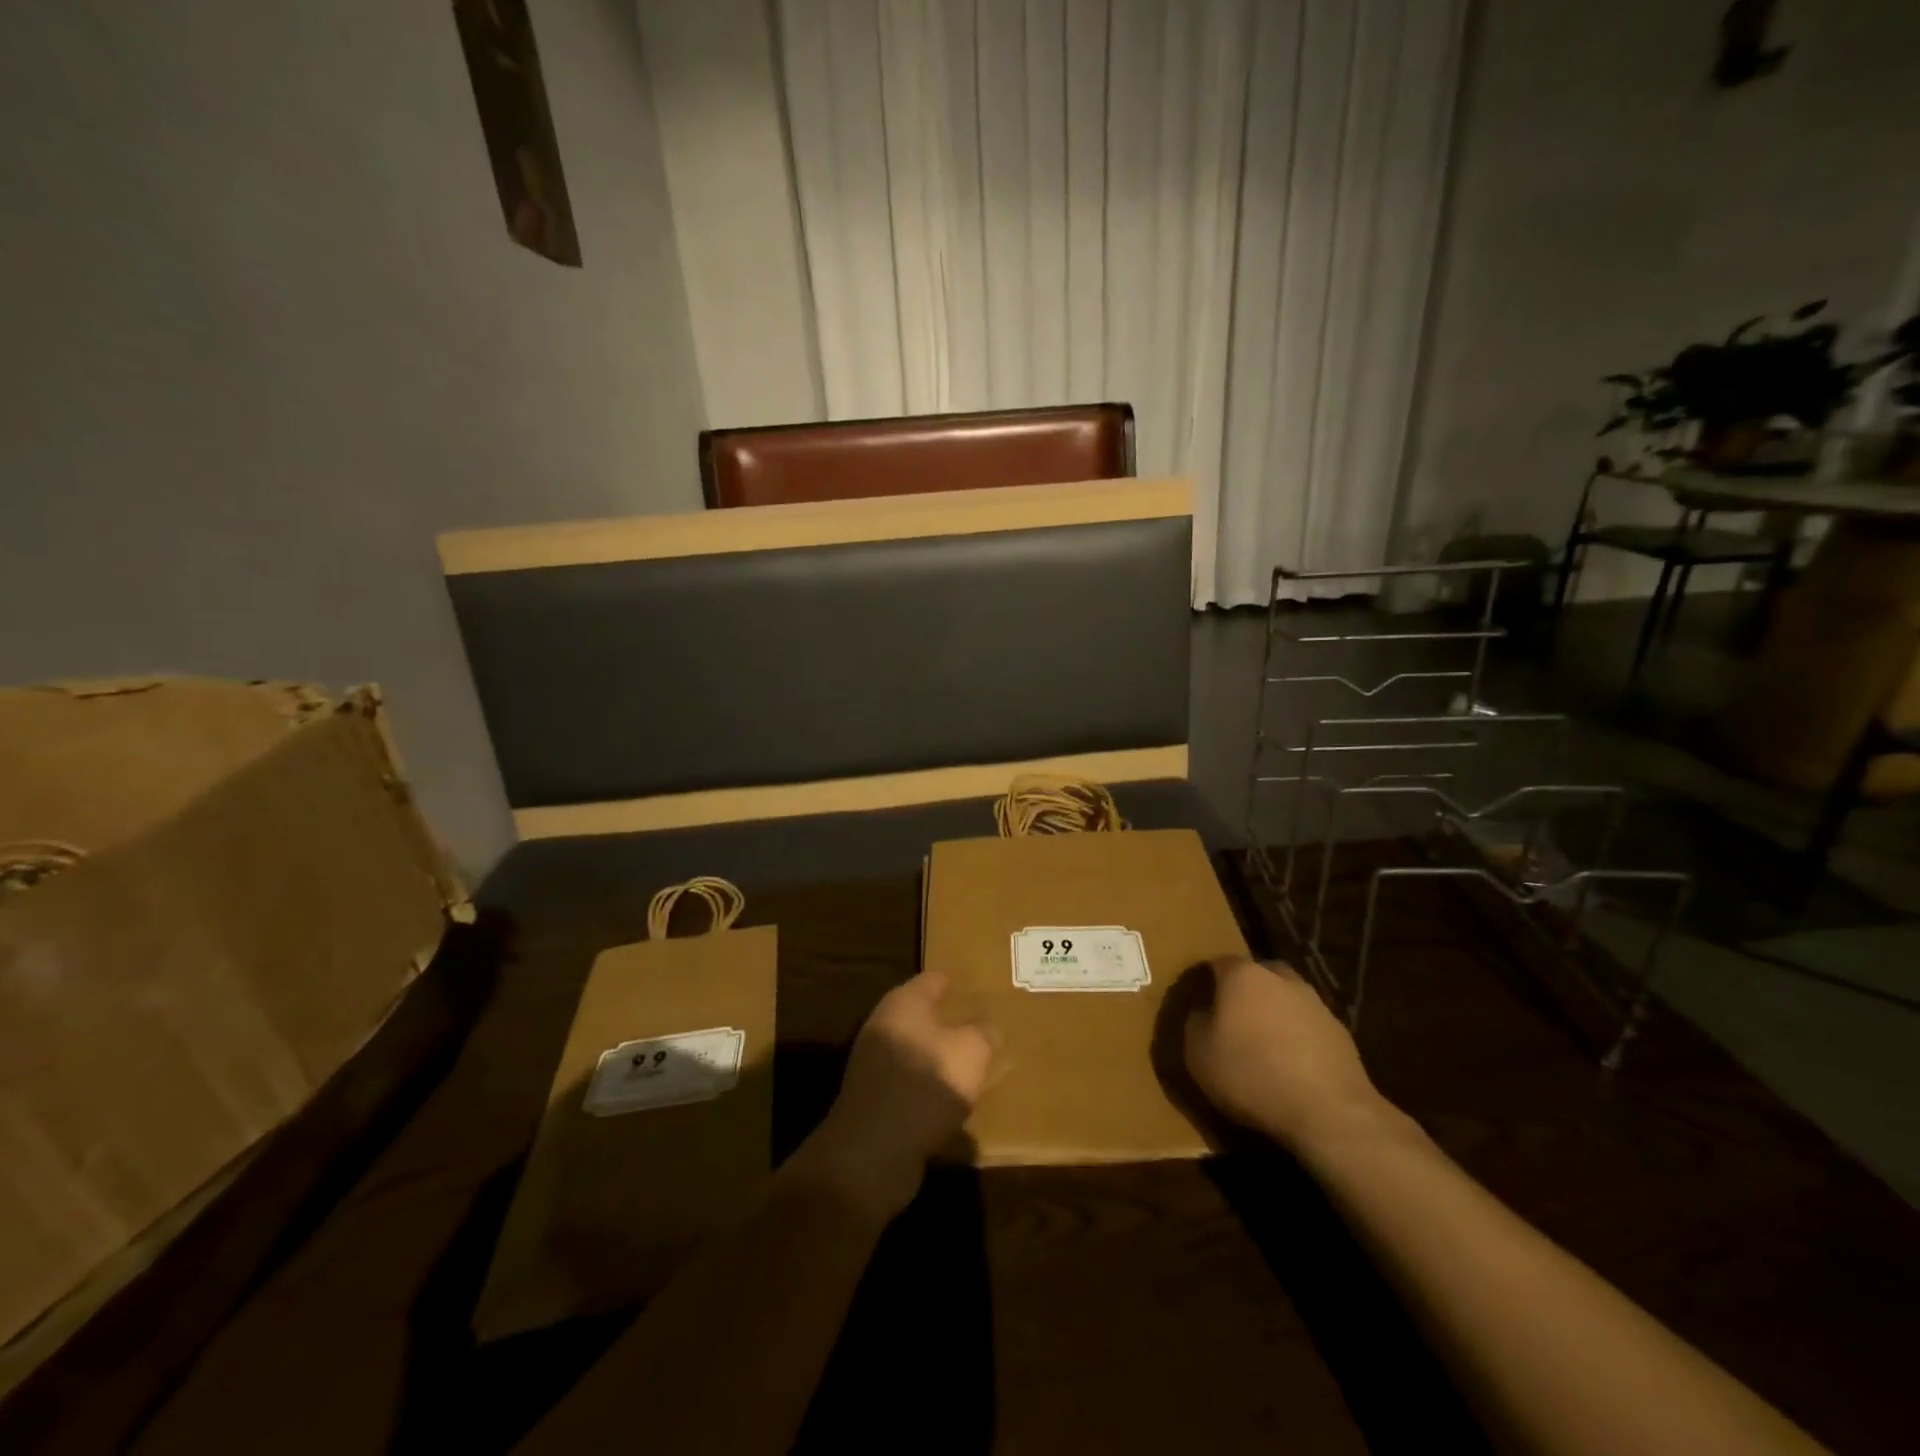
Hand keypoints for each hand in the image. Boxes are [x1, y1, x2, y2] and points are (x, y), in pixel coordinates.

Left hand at [791, 971, 996, 1222]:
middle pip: (919, 1014)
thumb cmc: (927, 1083)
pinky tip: (947, 1099)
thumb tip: (987, 1025)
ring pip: (913, 1049)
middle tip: (976, 1025)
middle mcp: (884, 1025)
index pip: (931, 980)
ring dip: (936, 1055)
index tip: (972, 985)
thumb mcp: (971, 1052)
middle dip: (945, 1019)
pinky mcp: (873, 1099)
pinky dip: (926, 1085)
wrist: (874, 1150)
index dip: (952, 981)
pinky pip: (907, 1082)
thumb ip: (984, 1032)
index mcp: (904, 1003)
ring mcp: (873, 1063)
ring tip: (967, 1063)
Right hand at [1183, 956, 1387, 1153]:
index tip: (1198, 1002)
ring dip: (1274, 1014)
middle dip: (1244, 991)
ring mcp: (1316, 1004)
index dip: (1206, 981)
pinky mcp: (1341, 1033)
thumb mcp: (1198, 1053)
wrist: (1329, 1112)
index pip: (1217, 963)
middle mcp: (1281, 978)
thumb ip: (1195, 1022)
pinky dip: (1298, 1038)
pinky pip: (1308, 1027)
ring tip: (1264, 1047)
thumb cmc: (1251, 1074)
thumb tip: (1204, 1012)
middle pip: (1257, 975)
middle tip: (1232, 1020)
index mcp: (1243, 975)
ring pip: (1286, 999)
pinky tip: (1292, 1067)